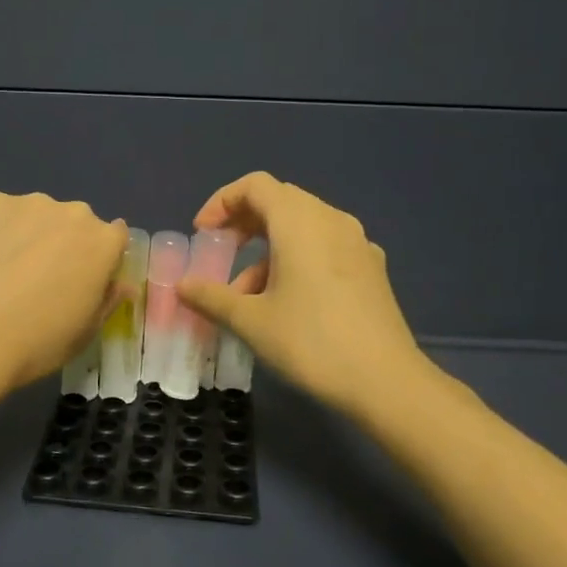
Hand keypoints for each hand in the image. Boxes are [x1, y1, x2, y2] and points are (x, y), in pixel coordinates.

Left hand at [0, 191, 128, 391]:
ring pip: (38, 215)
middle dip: (66, 243)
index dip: (100, 261)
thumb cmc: (38, 342)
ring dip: (31, 234)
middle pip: (77, 223)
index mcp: (103, 242)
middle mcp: (73, 212)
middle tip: (42, 279)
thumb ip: (107, 301)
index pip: (115, 239)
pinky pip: (1, 213)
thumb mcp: (85, 332)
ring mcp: (29, 203)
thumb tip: (121, 285)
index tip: (82, 282)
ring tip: (5, 271)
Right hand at [177, 172, 427, 415]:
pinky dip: (297, 259)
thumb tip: (181, 286)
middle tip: (221, 254)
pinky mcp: (371, 269)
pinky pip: (325, 247)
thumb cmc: (311, 342)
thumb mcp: (251, 321)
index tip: (203, 234)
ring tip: (247, 295)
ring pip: (303, 227)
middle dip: (243, 223)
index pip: (255, 185)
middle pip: (280, 201)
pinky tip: (288, 302)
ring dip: (268, 249)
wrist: (385, 381)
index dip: (221, 201)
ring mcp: (357, 243)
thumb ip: (212, 297)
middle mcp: (332, 221)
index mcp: (300, 222)